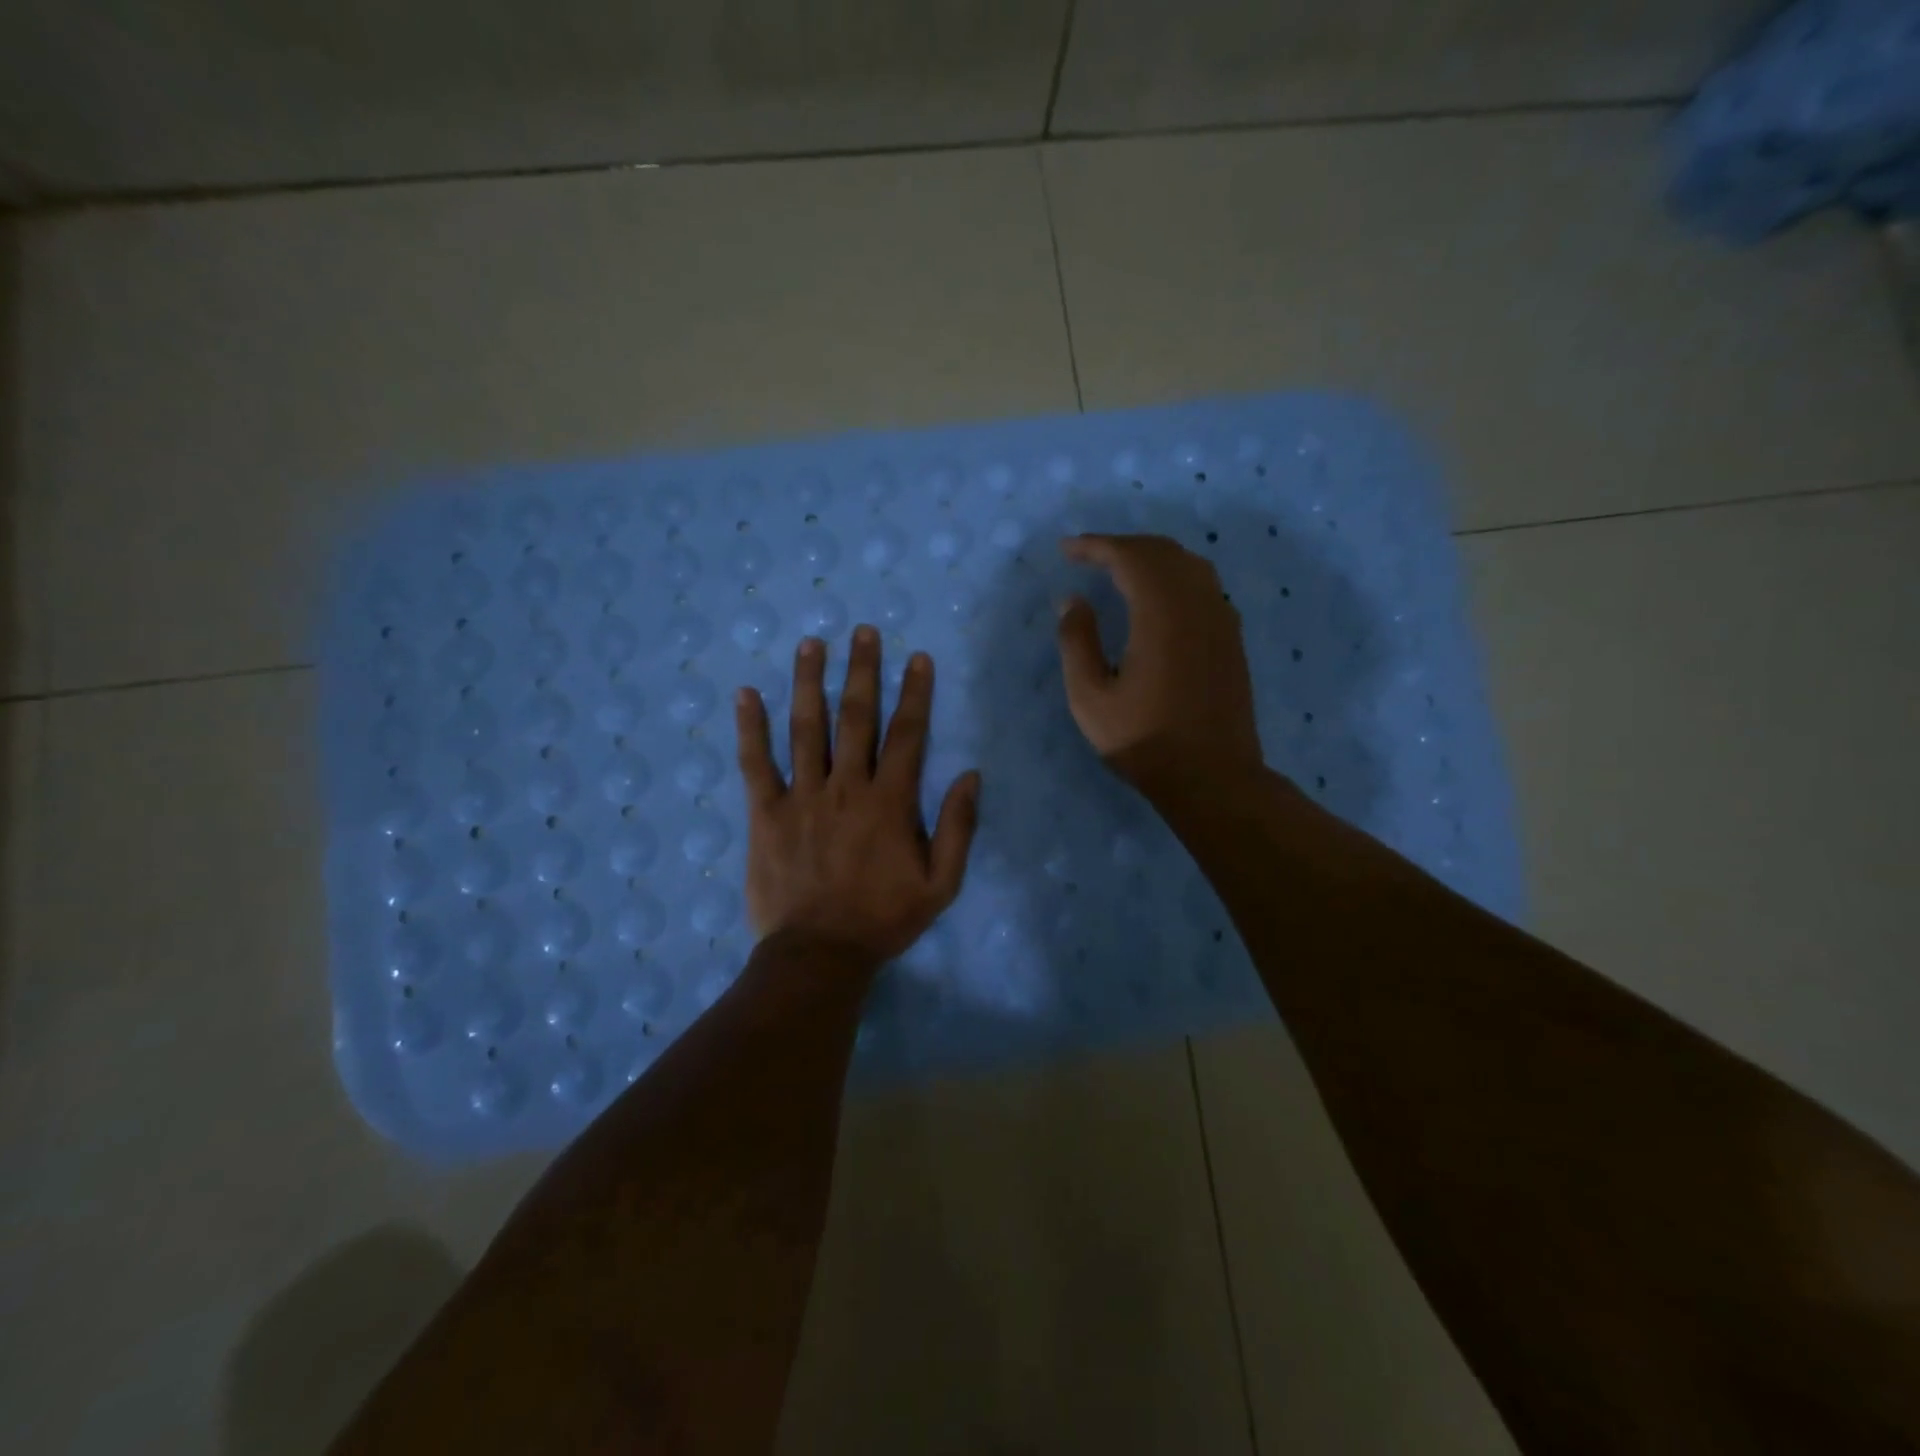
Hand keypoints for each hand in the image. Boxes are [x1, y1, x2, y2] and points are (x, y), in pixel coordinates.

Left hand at [735, 627, 980, 970]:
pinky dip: (750, 728)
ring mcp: (802, 797)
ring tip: (812, 643)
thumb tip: (970, 775)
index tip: (917, 658)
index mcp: (890, 802)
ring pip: (806, 729)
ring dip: (809, 683)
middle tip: (863, 631)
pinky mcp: (766, 814)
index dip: (914, 693)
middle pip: (856, 718)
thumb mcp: (941, 885)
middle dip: (862, 671)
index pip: (906, 734)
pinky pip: (756, 764)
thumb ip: (959, 828)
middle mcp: (846, 787)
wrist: (818, 955)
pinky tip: (746, 694)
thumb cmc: (883, 920)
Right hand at [1055, 533, 1264, 796]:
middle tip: (1088, 555)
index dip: (1096, 546)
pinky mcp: (1231, 637)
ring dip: (1151, 557)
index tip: (1067, 549)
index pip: (1129, 557)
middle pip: (1162, 552)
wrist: (1213, 777)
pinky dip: (1175, 576)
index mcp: (1162, 614)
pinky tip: (1158, 597)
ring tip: (1120, 569)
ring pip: (1189, 564)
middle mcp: (1198, 604)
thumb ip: (1077, 642)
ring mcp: (1221, 619)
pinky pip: (1204, 586)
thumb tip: (1073, 600)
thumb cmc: (1143, 741)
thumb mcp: (1090, 698)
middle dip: (1122, 546)